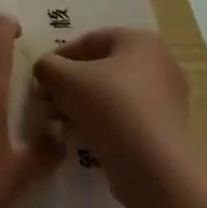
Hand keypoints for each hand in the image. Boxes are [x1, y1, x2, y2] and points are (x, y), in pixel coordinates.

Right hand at [34, 28, 189, 196]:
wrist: (153, 166)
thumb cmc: (109, 106)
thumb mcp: (65, 79)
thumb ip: (48, 67)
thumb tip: (44, 69)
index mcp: (140, 41)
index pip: (90, 41)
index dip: (59, 58)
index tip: (40, 78)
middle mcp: (159, 64)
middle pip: (101, 69)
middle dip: (69, 86)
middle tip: (46, 103)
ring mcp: (166, 99)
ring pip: (111, 96)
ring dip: (81, 107)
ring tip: (58, 124)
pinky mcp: (165, 131)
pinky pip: (125, 119)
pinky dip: (101, 125)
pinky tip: (78, 139)